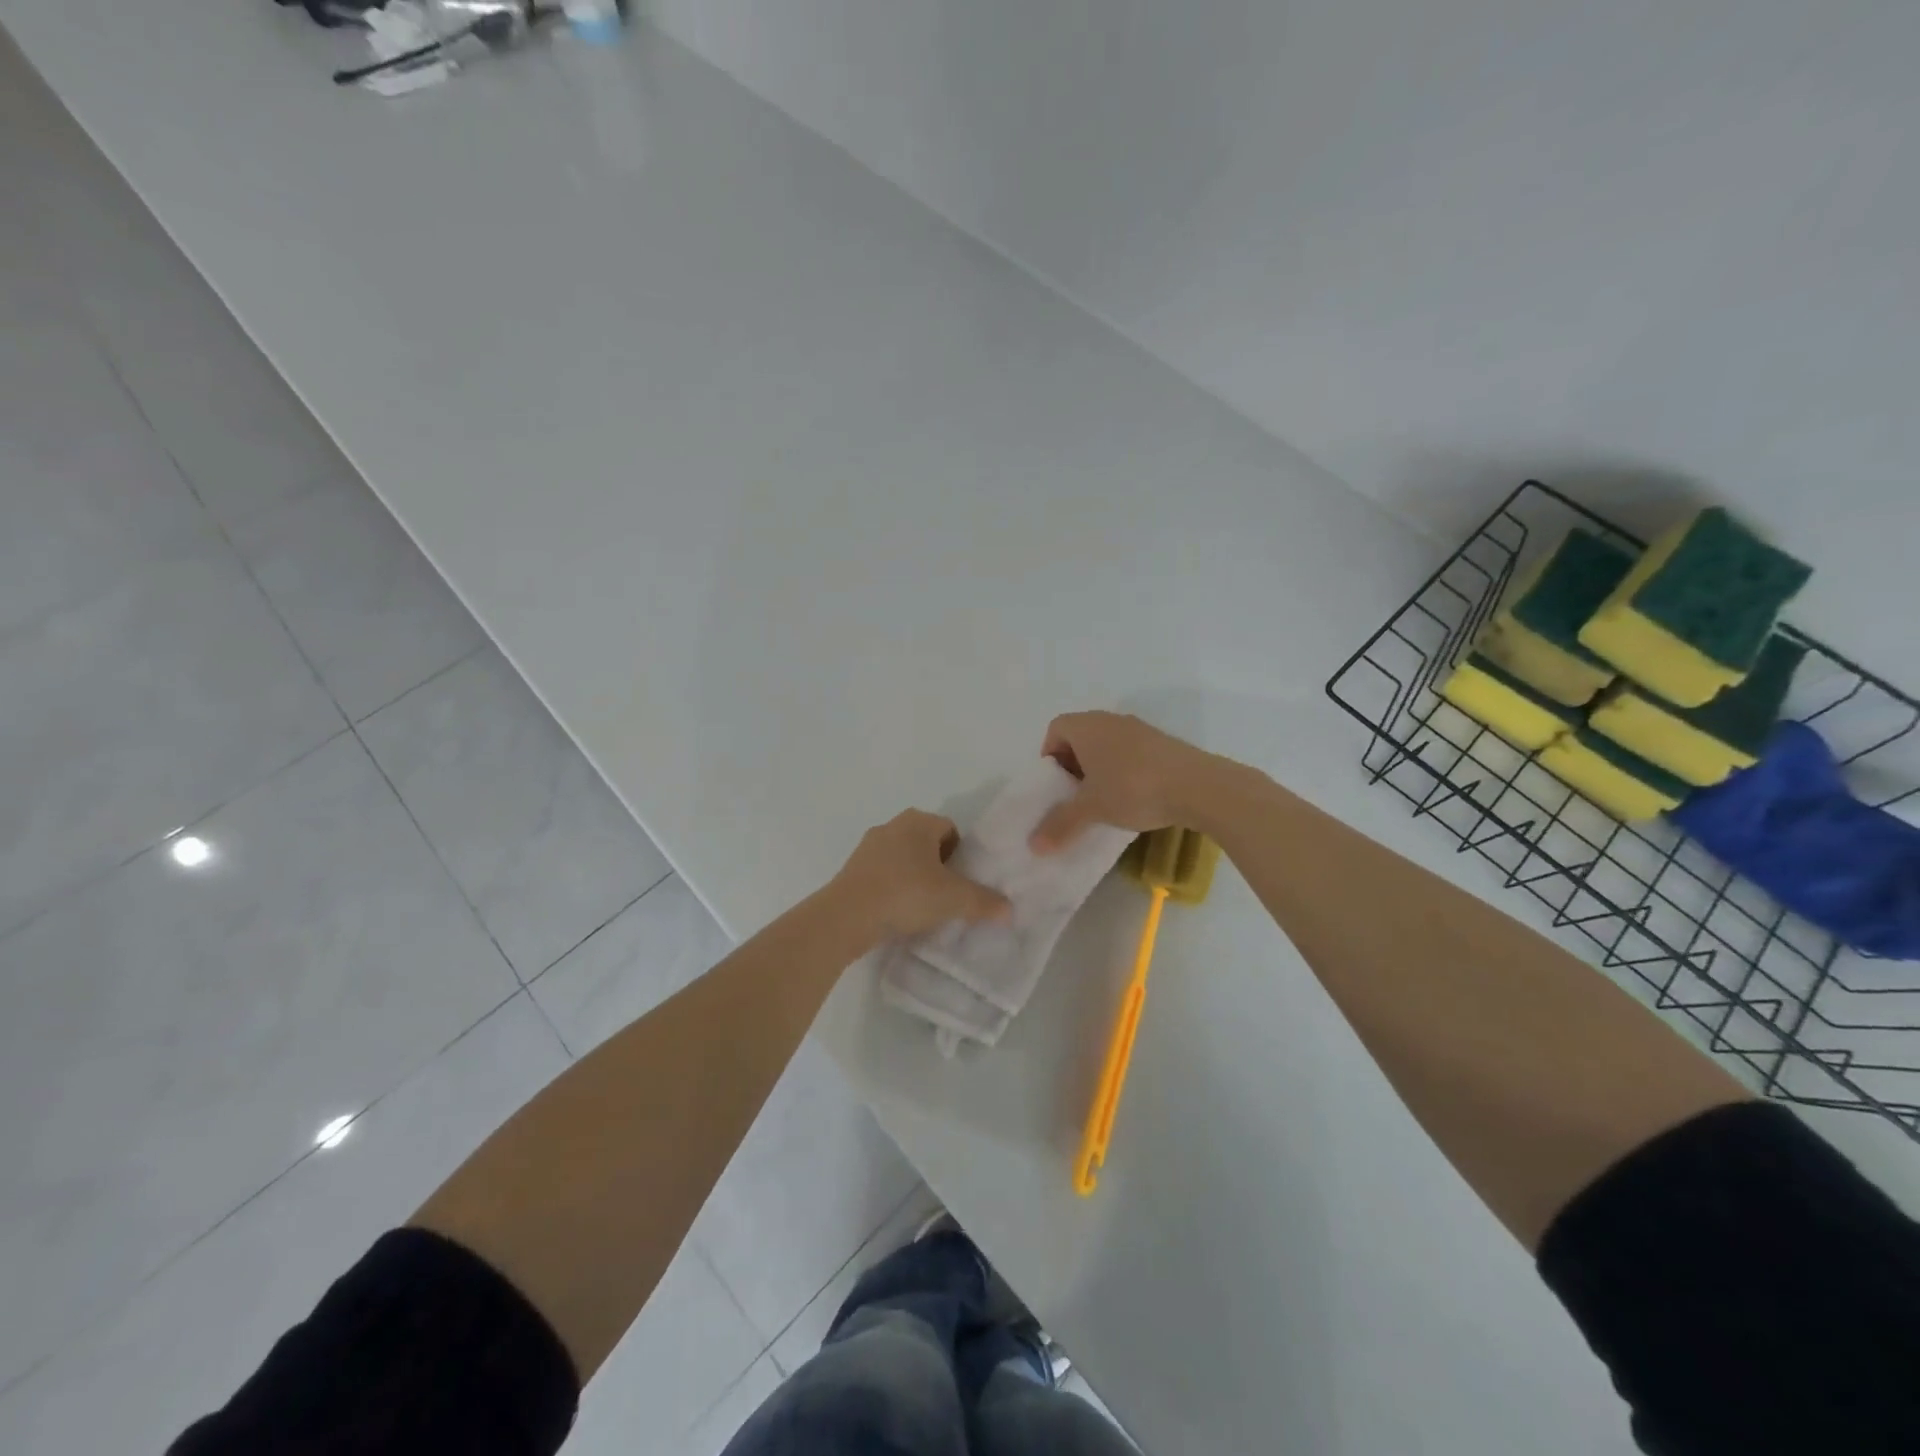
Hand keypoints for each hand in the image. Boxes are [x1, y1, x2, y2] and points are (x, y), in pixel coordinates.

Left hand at [829, 809, 1010, 942]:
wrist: (847, 916)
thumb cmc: (906, 894)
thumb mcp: (954, 900)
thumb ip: (984, 902)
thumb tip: (1009, 910)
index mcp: (919, 821)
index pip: (950, 830)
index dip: (961, 854)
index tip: (963, 881)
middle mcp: (892, 825)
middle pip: (926, 842)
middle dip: (938, 865)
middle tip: (947, 894)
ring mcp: (868, 846)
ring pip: (902, 858)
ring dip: (914, 876)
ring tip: (922, 907)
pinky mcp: (851, 869)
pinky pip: (882, 873)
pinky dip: (892, 887)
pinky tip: (897, 911)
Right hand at [1030, 711, 1221, 851]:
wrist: (1199, 786)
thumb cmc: (1133, 788)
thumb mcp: (1092, 809)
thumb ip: (1060, 824)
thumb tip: (1034, 845)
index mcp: (1087, 726)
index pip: (1056, 728)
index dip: (1049, 755)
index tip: (1055, 785)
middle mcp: (1110, 720)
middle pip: (1080, 736)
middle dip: (1073, 765)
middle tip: (1074, 795)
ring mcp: (1140, 729)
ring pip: (1107, 745)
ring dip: (1099, 769)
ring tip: (1103, 800)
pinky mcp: (1163, 743)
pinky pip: (1131, 752)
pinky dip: (1123, 770)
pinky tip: (1132, 798)